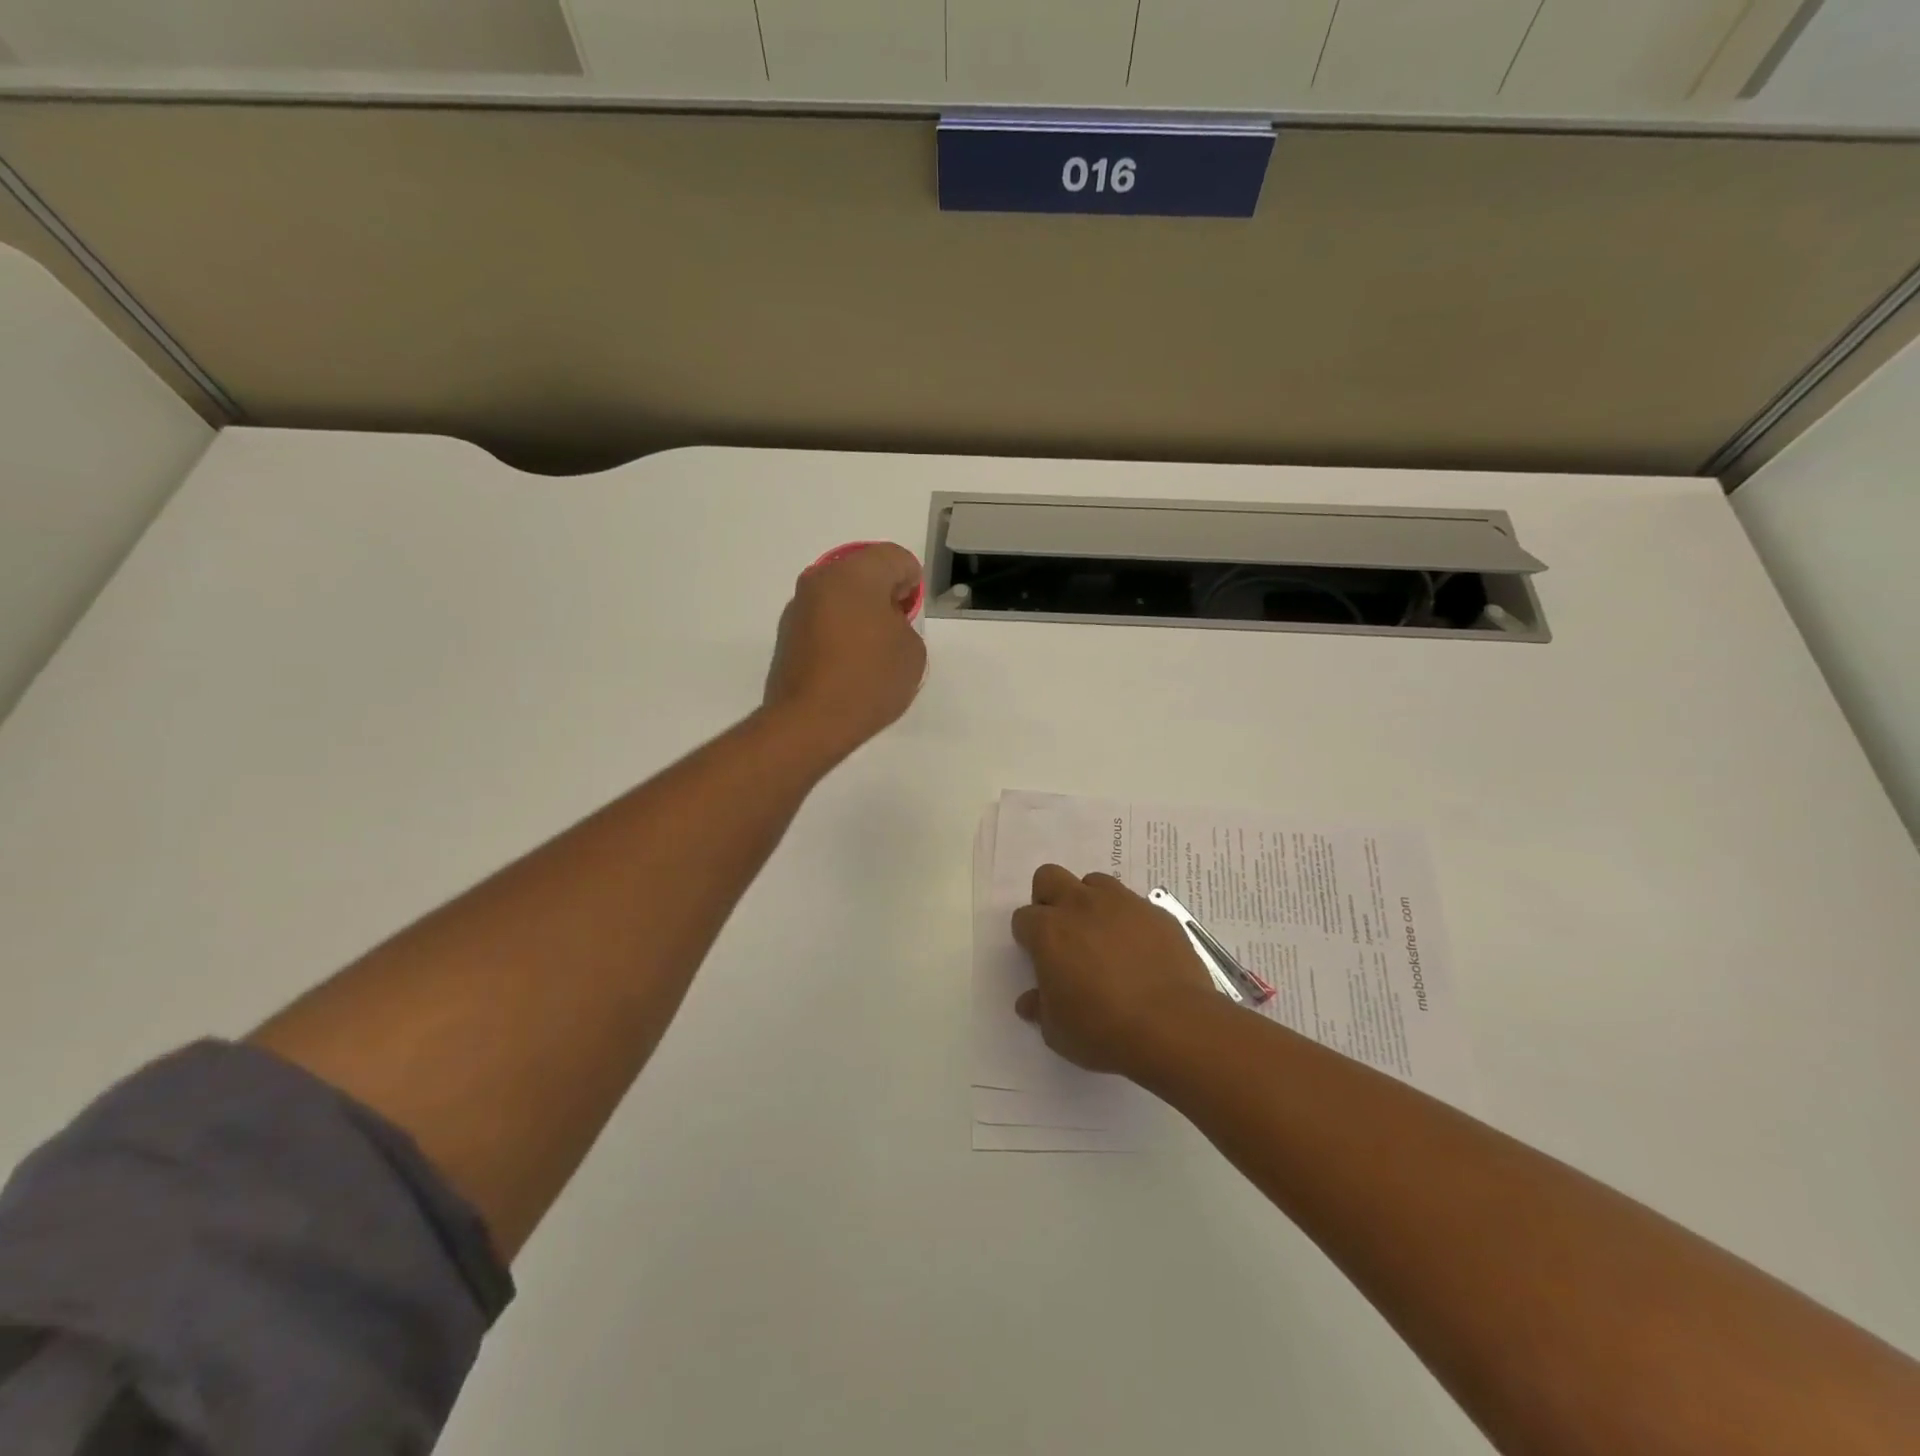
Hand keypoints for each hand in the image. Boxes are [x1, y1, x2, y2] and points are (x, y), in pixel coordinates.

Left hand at [763, 543, 926, 762]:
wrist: (809, 723)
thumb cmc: (869, 680)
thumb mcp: (912, 651)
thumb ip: (904, 624)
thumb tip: (883, 623)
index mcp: (856, 573)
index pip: (895, 558)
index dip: (912, 584)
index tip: (911, 616)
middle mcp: (821, 580)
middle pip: (863, 572)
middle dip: (883, 595)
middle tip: (895, 632)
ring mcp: (798, 607)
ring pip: (840, 596)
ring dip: (858, 613)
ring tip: (870, 652)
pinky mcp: (786, 634)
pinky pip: (823, 620)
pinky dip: (838, 632)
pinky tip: (847, 665)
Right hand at [1012, 866, 1220, 1079]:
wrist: (1174, 1026)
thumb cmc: (1103, 1030)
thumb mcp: (1058, 1031)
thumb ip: (1040, 1008)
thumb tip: (1030, 1001)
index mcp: (1049, 931)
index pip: (1023, 918)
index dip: (1028, 937)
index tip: (1039, 959)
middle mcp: (1081, 905)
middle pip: (1050, 877)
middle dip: (1049, 899)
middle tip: (1062, 935)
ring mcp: (1122, 903)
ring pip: (1094, 882)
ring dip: (1090, 902)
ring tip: (1102, 938)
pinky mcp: (1157, 912)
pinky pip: (1134, 904)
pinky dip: (1129, 920)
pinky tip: (1139, 951)